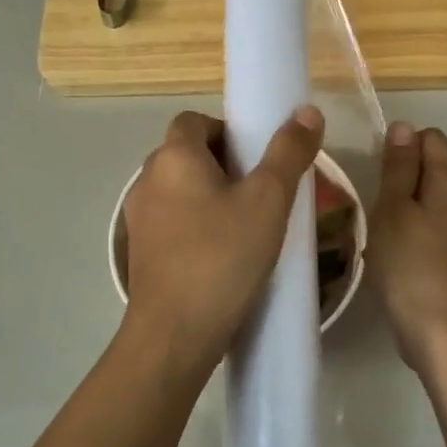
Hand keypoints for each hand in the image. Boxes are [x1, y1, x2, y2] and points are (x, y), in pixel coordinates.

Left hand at [120, 106, 324, 382]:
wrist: (174, 335)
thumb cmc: (222, 257)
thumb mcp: (268, 201)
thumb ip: (288, 153)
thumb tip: (306, 111)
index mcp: (174, 157)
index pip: (195, 120)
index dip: (228, 130)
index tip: (258, 158)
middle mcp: (148, 180)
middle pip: (188, 154)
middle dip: (225, 165)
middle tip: (263, 192)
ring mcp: (139, 219)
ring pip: (181, 191)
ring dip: (211, 197)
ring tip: (249, 225)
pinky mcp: (140, 253)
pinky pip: (174, 223)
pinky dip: (197, 226)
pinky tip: (224, 255)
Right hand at [367, 122, 446, 376]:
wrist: (442, 331)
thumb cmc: (409, 264)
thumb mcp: (393, 210)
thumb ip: (398, 167)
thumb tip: (403, 126)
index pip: (433, 139)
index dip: (403, 146)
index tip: (379, 173)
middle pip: (438, 169)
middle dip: (406, 177)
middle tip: (377, 204)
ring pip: (439, 200)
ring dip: (412, 206)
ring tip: (385, 231)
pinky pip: (442, 227)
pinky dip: (421, 230)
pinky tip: (402, 254)